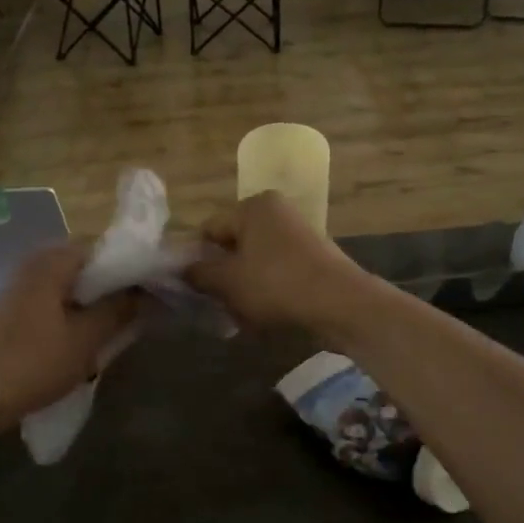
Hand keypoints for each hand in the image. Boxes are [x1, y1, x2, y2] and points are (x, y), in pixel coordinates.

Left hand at [0, 244, 138, 434]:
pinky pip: (59, 299)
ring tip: (121, 327)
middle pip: (91, 267)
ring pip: (76, 286)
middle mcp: (37, 262)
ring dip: (98, 304)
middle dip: (117, 288)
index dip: (134, 269)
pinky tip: (90, 337)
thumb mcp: (87, 339)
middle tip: (142, 313)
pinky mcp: (18, 307)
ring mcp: (24, 284)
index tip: (157, 291)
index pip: (107, 250)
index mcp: (54, 260)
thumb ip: (121, 309)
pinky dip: (78, 312)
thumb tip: (149, 291)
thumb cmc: (33, 363)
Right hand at [184, 191, 374, 333]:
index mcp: (253, 206)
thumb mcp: (228, 281)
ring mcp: (297, 234)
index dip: (197, 260)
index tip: (194, 289)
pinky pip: (277, 272)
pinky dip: (266, 290)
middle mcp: (276, 212)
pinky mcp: (312, 258)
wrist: (340, 303)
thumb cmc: (276, 284)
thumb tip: (183, 269)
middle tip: (216, 304)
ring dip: (243, 287)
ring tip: (239, 315)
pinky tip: (263, 316)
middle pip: (233, 245)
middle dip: (222, 276)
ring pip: (255, 262)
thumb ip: (199, 273)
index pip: (210, 230)